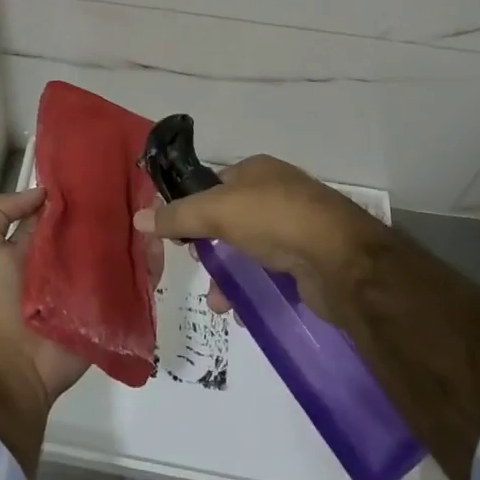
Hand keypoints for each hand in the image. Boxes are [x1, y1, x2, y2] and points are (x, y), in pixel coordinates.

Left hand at [0, 187, 140, 405]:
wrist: (12, 363)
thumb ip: (1, 210)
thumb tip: (45, 192)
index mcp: (42, 243)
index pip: (69, 209)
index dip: (85, 190)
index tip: (109, 168)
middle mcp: (69, 260)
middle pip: (100, 228)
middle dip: (120, 209)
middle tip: (145, 186)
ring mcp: (93, 284)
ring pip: (123, 252)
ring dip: (139, 234)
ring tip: (158, 213)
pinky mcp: (111, 309)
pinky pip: (136, 285)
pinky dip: (150, 267)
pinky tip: (160, 246)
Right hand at [133, 155, 385, 319]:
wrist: (342, 261)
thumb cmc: (275, 219)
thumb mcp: (217, 211)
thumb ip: (178, 216)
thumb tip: (137, 218)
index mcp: (257, 169)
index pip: (214, 184)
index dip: (193, 207)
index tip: (175, 235)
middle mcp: (277, 192)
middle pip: (230, 218)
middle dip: (209, 245)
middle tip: (197, 267)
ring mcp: (296, 226)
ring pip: (248, 248)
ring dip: (228, 273)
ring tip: (217, 302)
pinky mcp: (308, 260)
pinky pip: (270, 271)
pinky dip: (252, 287)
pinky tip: (240, 310)